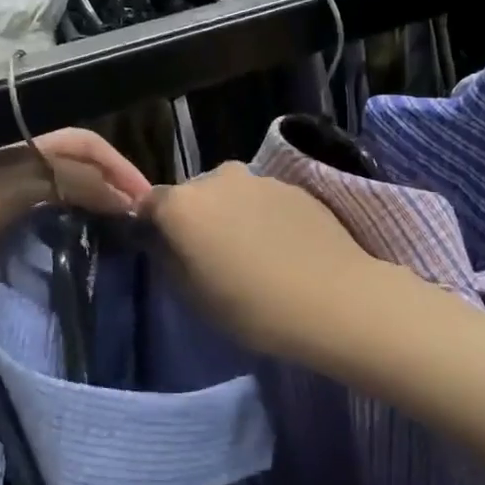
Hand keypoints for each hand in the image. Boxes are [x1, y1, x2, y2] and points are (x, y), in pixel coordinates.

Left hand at [0, 129, 151, 303]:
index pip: (84, 145)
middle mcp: (13, 161)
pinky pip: (38, 222)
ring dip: (91, 210)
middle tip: (138, 222)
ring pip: (60, 195)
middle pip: (76, 167)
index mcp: (20, 142)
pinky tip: (76, 251)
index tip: (144, 202)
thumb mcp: (12, 186)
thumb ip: (70, 183)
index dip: (118, 167)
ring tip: (116, 237)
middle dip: (110, 188)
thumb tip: (124, 196)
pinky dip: (64, 232)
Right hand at [141, 162, 381, 358]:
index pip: (149, 204)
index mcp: (182, 204)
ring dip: (232, 214)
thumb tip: (160, 239)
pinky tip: (282, 247)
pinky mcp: (296, 186)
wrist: (334, 300)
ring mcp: (260, 178)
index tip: (166, 251)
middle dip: (196, 218)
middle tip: (212, 256)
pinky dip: (264, 216)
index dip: (153, 226)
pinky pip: (264, 199)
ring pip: (232, 194)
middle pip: (194, 195)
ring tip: (253, 253)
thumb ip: (168, 258)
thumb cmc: (251, 307)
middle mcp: (217, 177)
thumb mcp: (192, 295)